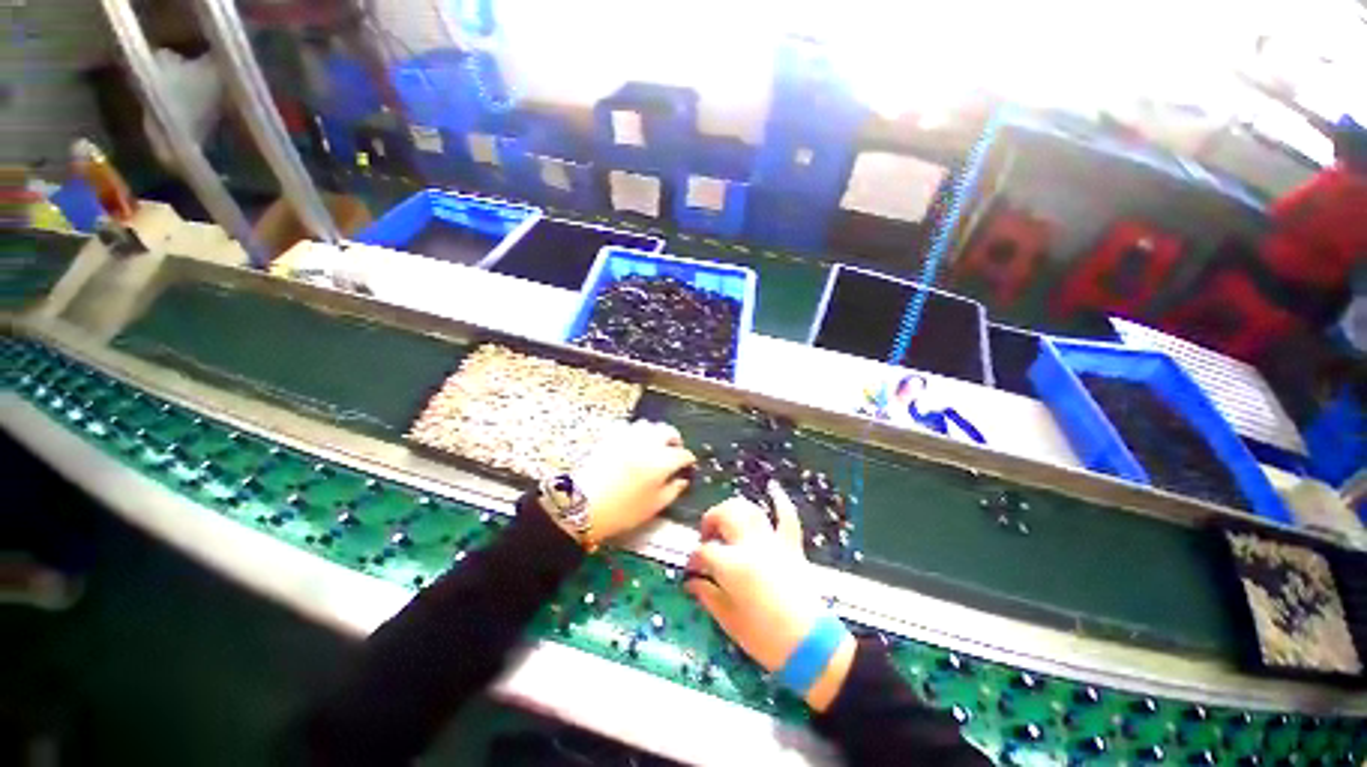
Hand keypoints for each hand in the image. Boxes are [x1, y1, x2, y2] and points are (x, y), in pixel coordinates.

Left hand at [569, 420, 695, 540]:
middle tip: (675, 450)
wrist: (582, 505)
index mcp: (662, 461)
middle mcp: (648, 444)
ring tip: (655, 445)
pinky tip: (634, 443)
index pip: (683, 454)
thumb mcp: (653, 506)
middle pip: (668, 431)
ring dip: (656, 432)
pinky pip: (629, 427)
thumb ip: (673, 491)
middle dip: (675, 439)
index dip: (688, 460)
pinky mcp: (611, 437)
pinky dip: (636, 432)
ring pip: (649, 425)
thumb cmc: (621, 511)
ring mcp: (628, 437)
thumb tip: (682, 481)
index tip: (688, 465)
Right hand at [684, 483, 854, 710]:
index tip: (692, 568)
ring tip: (727, 520)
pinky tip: (772, 488)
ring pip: (750, 510)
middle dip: (711, 520)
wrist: (811, 646)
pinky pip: (787, 516)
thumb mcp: (729, 620)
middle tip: (707, 536)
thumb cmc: (765, 638)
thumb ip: (707, 595)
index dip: (694, 558)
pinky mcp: (791, 545)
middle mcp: (750, 545)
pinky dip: (780, 500)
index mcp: (732, 565)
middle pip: (725, 516)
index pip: (705, 551)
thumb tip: (691, 582)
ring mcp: (773, 542)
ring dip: (735, 509)